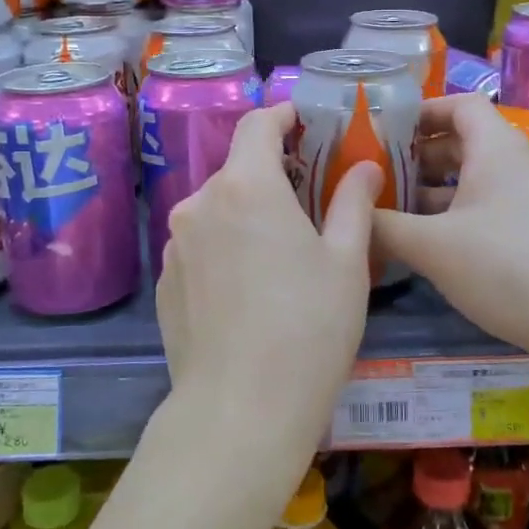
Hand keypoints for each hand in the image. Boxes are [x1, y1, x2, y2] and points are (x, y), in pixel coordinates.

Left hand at [156, 102, 380, 471]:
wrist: (239, 412)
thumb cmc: (308, 329)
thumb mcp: (347, 262)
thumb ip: (354, 203)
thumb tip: (364, 166)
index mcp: (245, 186)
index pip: (258, 124)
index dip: (284, 116)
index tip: (306, 122)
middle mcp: (199, 203)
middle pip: (238, 169)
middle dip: (272, 174)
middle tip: (310, 200)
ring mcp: (175, 244)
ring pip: (217, 209)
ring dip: (247, 214)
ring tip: (281, 251)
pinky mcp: (165, 282)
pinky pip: (200, 246)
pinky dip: (225, 248)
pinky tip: (249, 289)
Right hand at [374, 95, 528, 380]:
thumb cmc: (507, 267)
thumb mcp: (433, 247)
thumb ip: (384, 227)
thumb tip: (350, 216)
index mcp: (497, 148)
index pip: (459, 104)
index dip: (421, 112)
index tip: (382, 131)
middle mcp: (518, 165)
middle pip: (463, 143)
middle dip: (418, 158)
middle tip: (376, 178)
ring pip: (475, 182)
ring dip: (435, 194)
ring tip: (392, 214)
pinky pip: (491, 210)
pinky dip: (458, 218)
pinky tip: (430, 249)